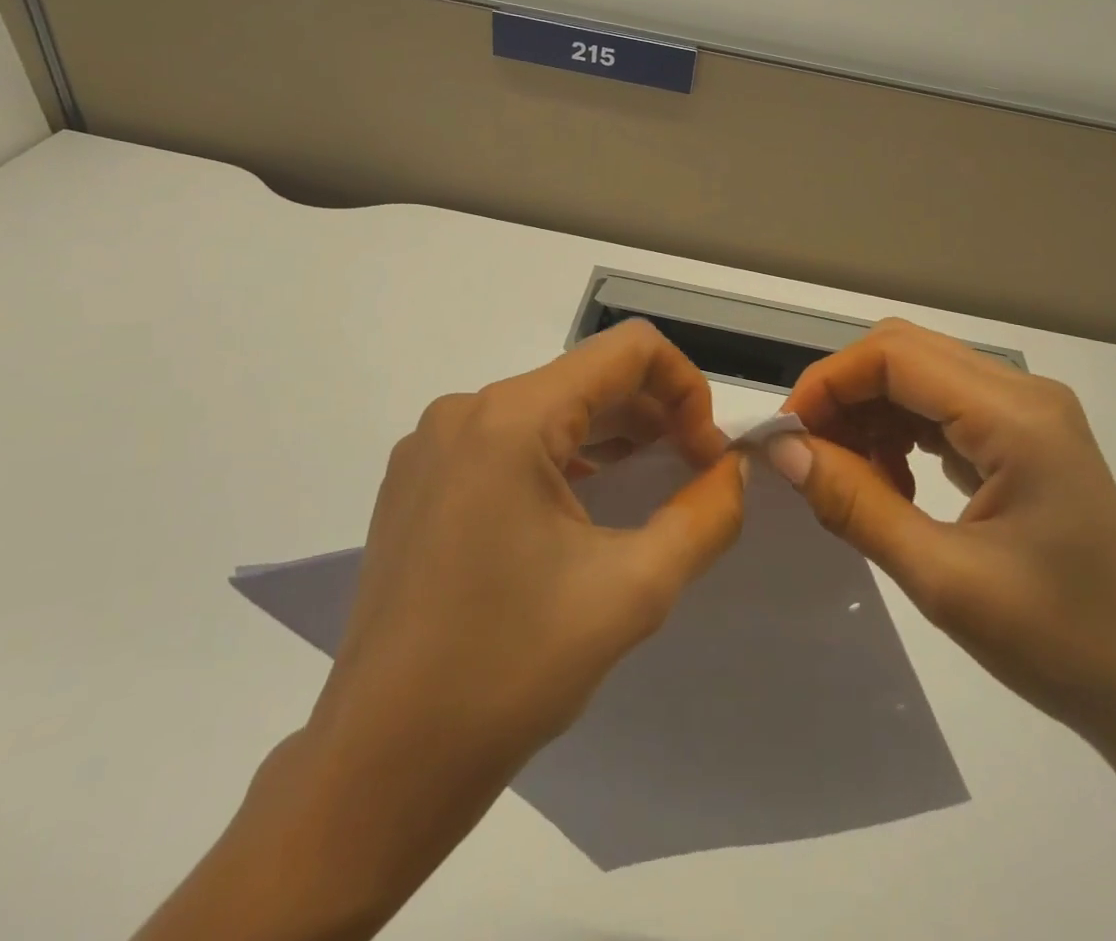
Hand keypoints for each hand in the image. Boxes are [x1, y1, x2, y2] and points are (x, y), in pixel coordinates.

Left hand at [135, 320, 745, 940]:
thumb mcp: (634, 590)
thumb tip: (734, 471)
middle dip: (653, 414)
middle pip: (587, 377)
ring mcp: (432, 444)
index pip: (628, 349)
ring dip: (610, 436)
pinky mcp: (417, 480)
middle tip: (692, 476)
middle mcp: (465, 411)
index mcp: (512, 418)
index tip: (706, 455)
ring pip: (548, 407)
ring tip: (647, 487)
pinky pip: (508, 440)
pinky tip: (583, 506)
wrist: (381, 765)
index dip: (686, 387)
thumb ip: (705, 516)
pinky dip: (561, 456)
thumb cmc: (510, 670)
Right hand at [776, 319, 1115, 758]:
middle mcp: (1025, 394)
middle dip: (843, 394)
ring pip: (920, 377)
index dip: (827, 382)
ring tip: (848, 479)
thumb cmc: (1061, 645)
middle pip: (904, 354)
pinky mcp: (1027, 439)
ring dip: (869, 414)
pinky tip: (891, 485)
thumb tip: (782, 449)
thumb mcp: (943, 580)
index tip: (786, 437)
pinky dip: (900, 433)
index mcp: (1016, 416)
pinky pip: (943, 409)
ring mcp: (1030, 415)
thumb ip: (854, 503)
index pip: (893, 355)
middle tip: (806, 456)